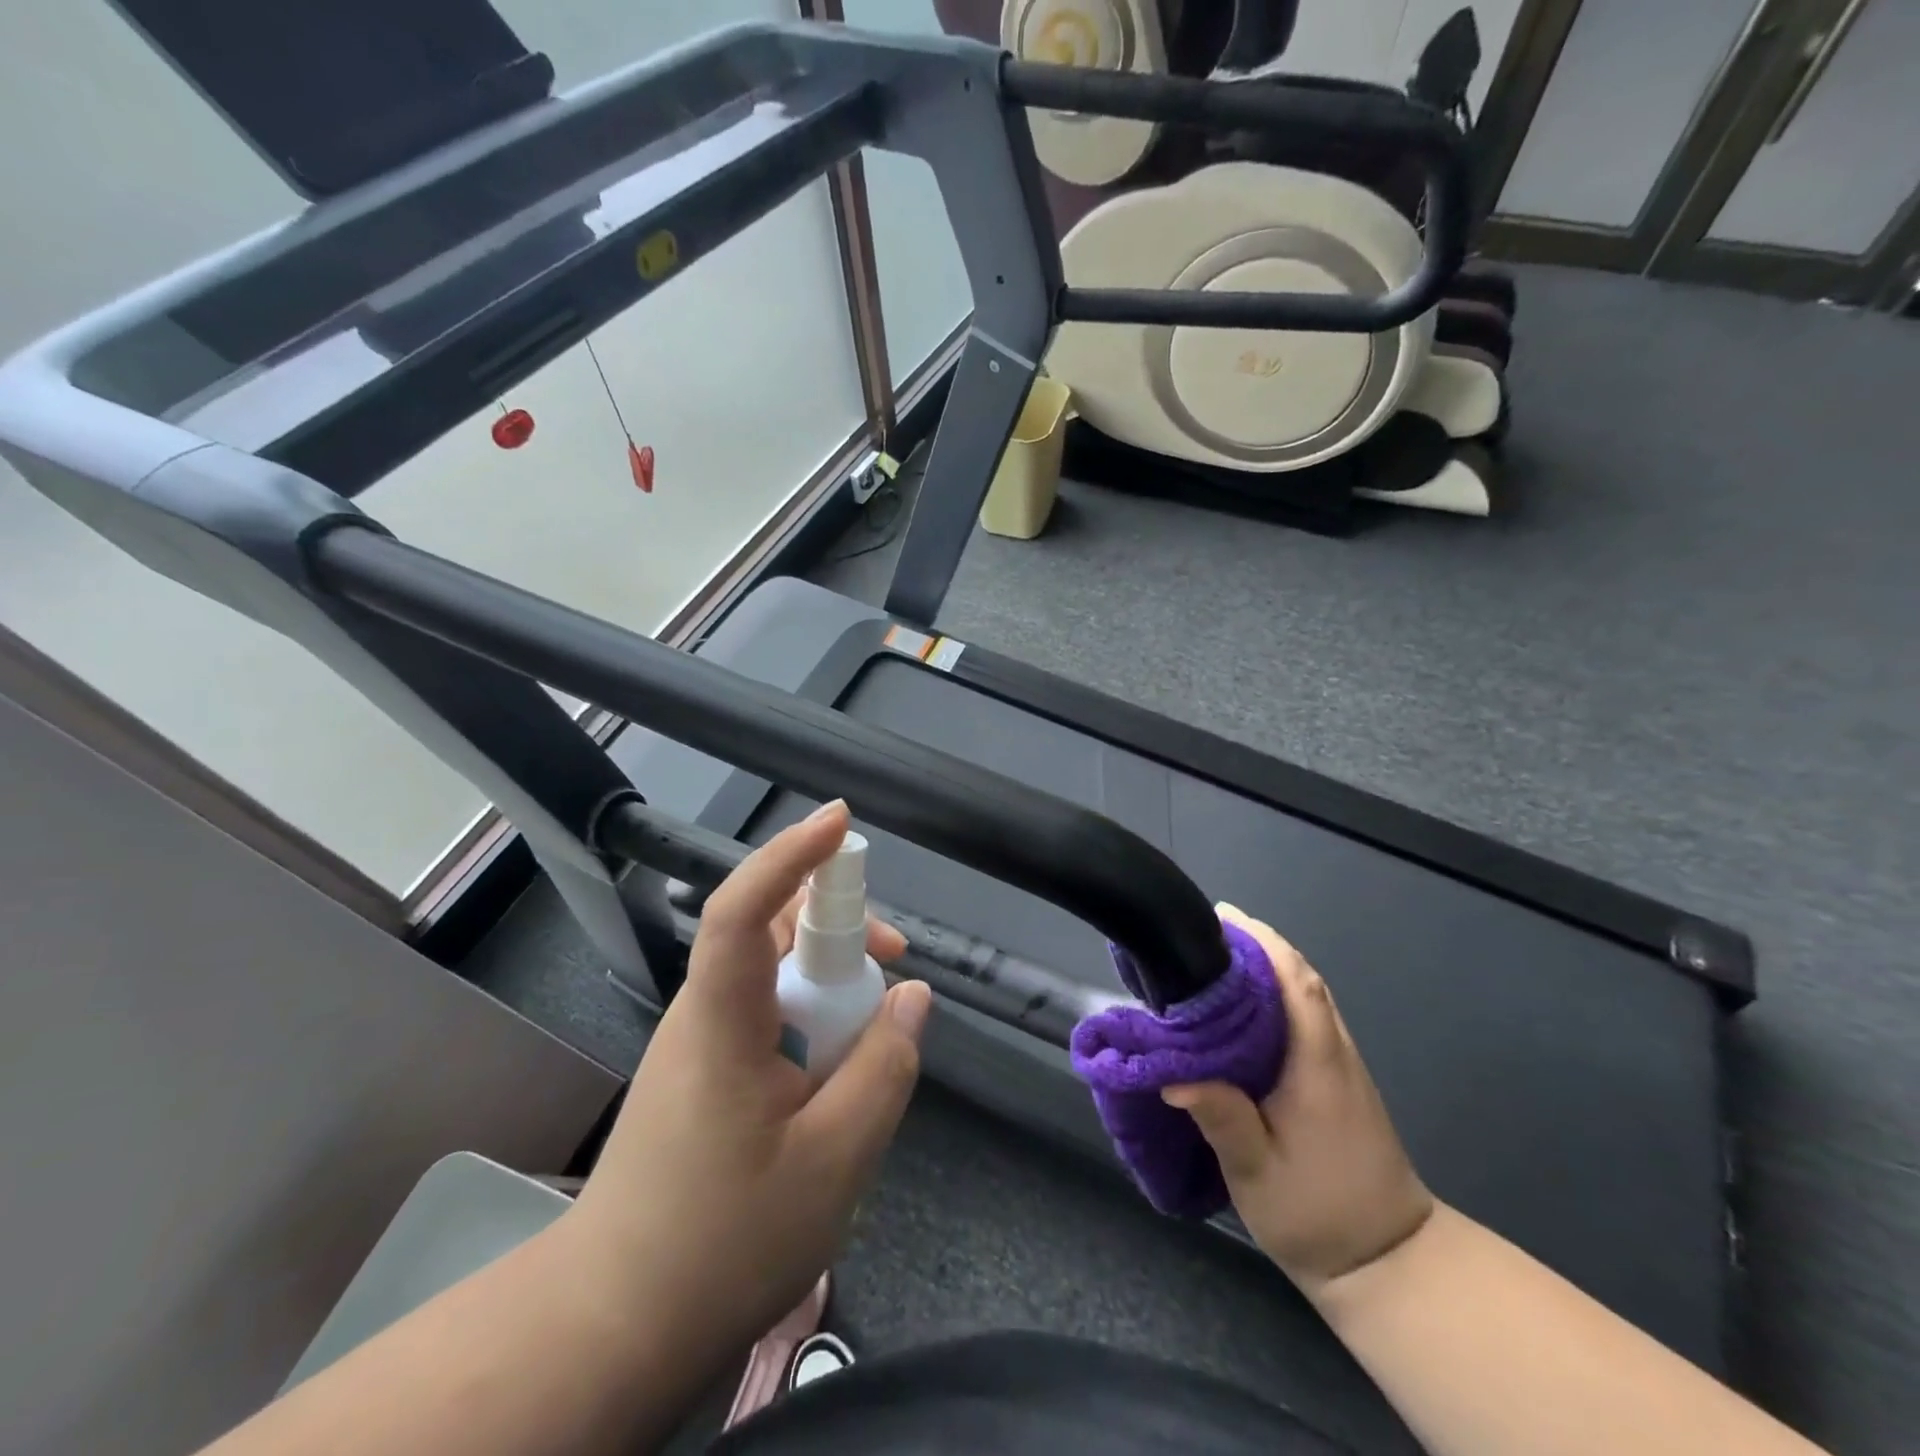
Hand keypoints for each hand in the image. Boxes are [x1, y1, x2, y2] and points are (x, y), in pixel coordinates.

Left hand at [564, 801, 931, 1369]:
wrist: (618, 1324)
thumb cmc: (724, 1240)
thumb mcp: (834, 1160)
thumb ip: (884, 1068)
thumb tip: (912, 997)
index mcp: (723, 1021)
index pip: (742, 910)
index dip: (790, 856)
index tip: (840, 821)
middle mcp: (704, 1013)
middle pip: (768, 930)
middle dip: (836, 923)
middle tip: (895, 957)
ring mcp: (700, 1041)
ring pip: (772, 972)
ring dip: (830, 976)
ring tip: (876, 1024)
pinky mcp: (705, 1069)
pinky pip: (767, 1011)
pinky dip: (813, 1014)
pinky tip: (839, 1066)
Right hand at [1164, 904, 1432, 1296]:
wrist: (1389, 1263)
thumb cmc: (1319, 1214)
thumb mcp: (1258, 1173)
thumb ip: (1222, 1120)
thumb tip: (1171, 1076)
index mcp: (1317, 1065)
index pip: (1298, 985)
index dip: (1263, 944)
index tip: (1224, 917)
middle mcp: (1334, 1053)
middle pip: (1302, 979)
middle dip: (1258, 944)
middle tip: (1205, 929)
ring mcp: (1340, 1065)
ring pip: (1306, 995)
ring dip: (1266, 965)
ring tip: (1214, 955)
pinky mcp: (1336, 1079)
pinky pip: (1305, 1016)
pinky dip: (1275, 992)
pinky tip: (1240, 1004)